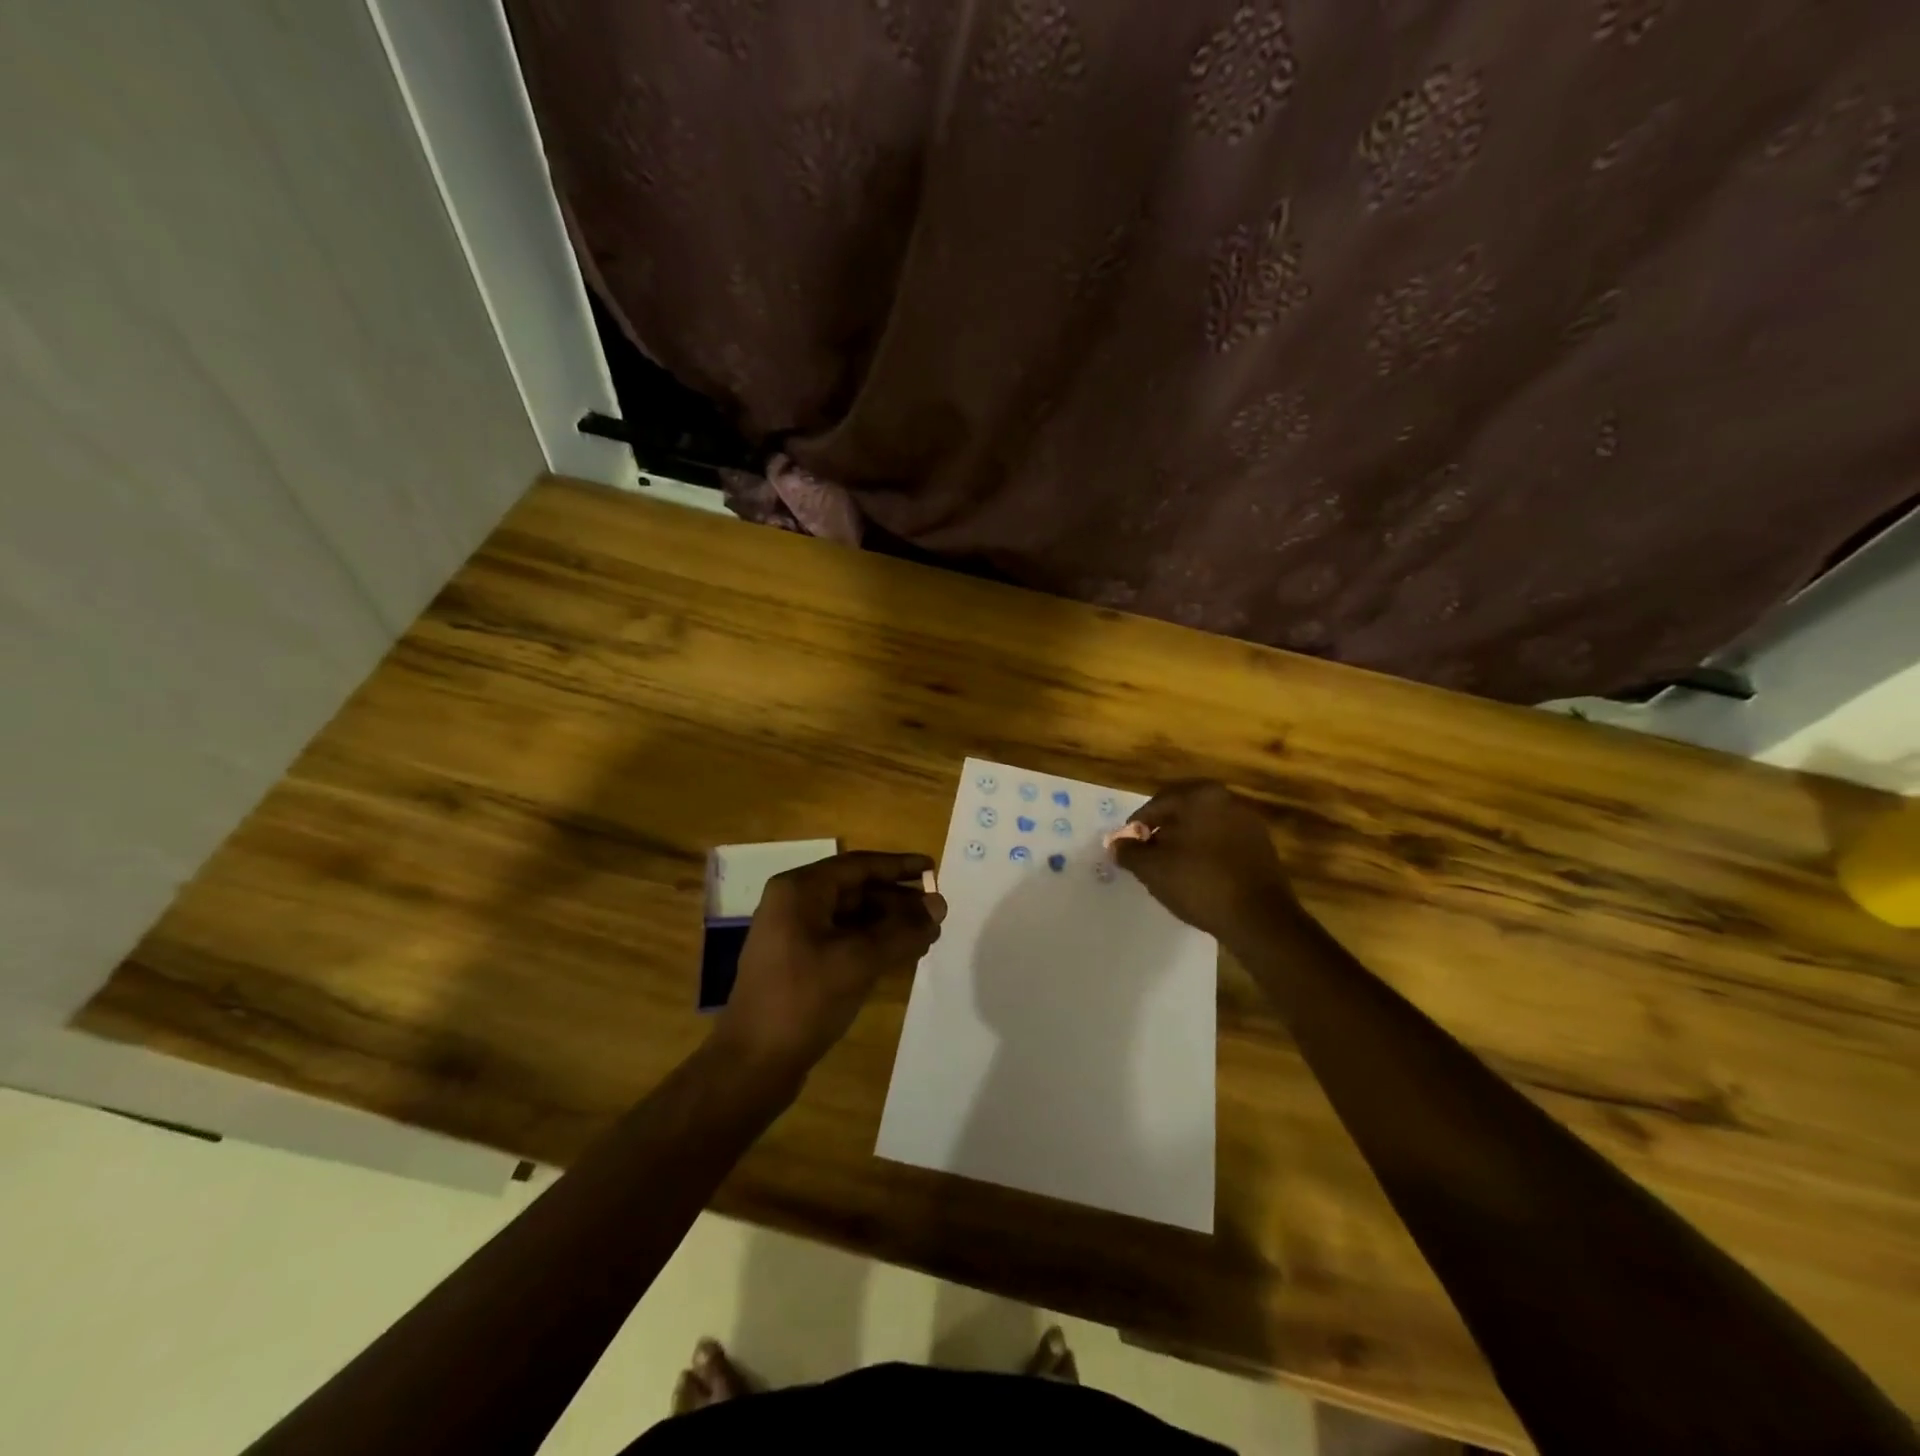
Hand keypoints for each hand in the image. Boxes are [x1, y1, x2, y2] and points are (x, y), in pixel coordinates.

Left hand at [716, 851, 946, 1074]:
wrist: (752, 1064)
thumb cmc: (804, 1000)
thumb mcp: (859, 961)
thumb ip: (903, 931)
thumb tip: (940, 905)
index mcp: (799, 890)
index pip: (858, 865)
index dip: (898, 866)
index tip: (932, 868)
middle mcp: (794, 904)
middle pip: (855, 890)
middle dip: (897, 900)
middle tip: (936, 911)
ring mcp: (793, 934)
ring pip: (851, 917)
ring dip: (888, 923)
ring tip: (927, 935)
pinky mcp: (798, 962)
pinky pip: (842, 939)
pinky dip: (872, 943)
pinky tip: (901, 955)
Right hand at [1114, 780, 1296, 941]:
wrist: (1259, 919)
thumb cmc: (1199, 883)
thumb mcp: (1152, 869)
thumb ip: (1129, 852)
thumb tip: (1116, 845)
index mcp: (1200, 795)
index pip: (1156, 804)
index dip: (1136, 827)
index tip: (1128, 848)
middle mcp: (1227, 799)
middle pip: (1182, 811)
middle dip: (1162, 831)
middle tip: (1148, 855)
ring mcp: (1248, 821)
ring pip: (1204, 825)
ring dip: (1185, 841)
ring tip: (1172, 867)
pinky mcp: (1262, 846)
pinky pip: (1223, 841)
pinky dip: (1207, 851)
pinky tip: (1199, 875)